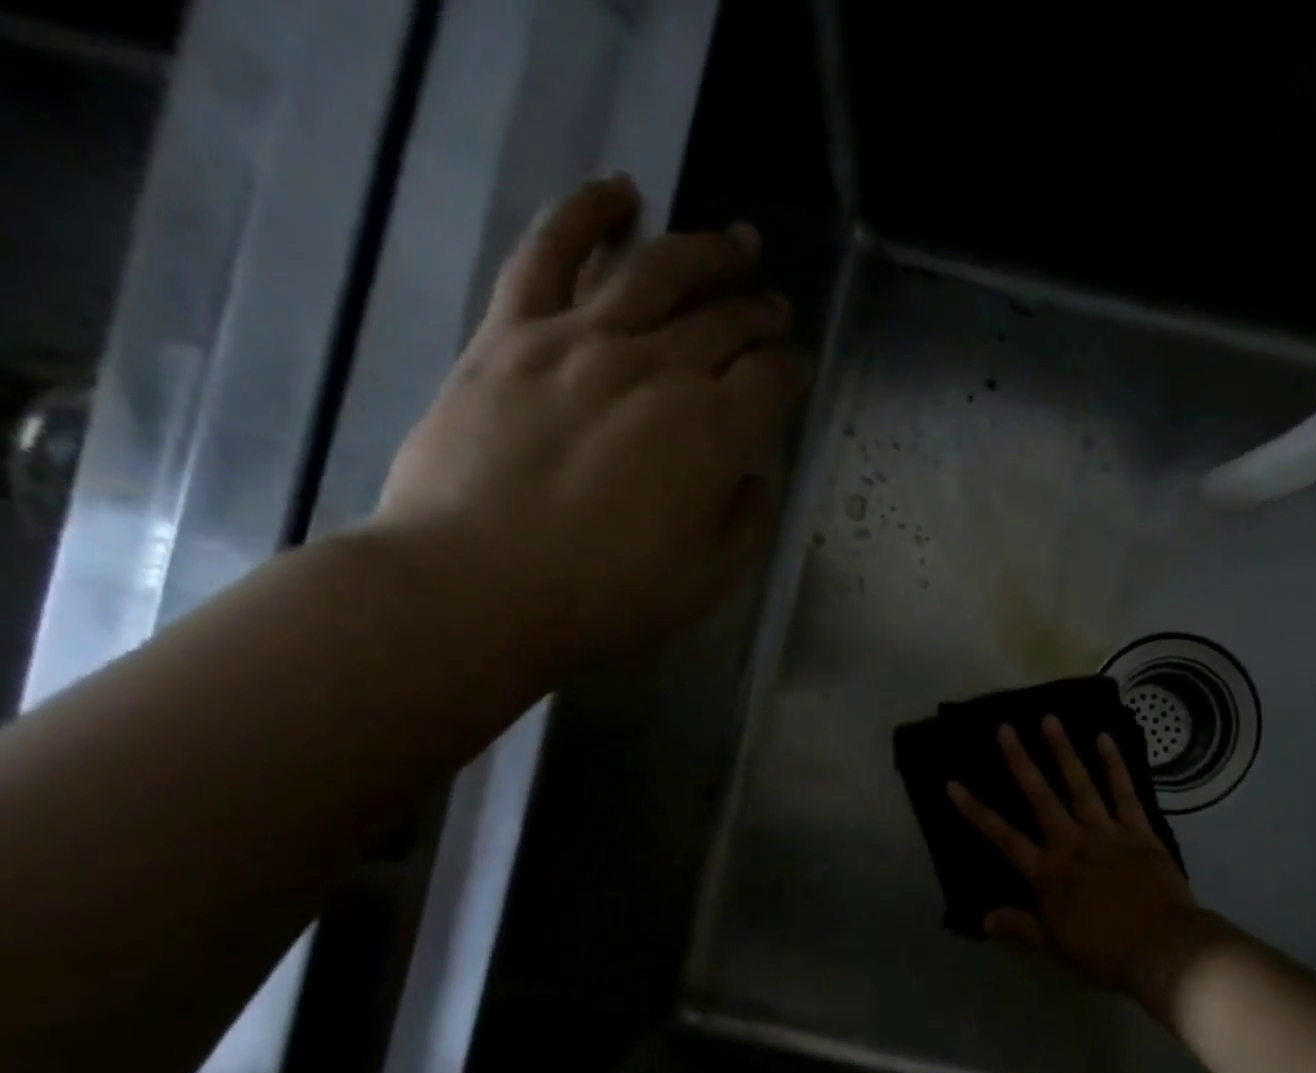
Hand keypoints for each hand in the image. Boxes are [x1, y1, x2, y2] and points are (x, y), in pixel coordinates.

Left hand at [373, 174, 810, 674]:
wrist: (476, 589)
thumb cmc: (607, 598)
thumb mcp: (711, 579)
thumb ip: (747, 519)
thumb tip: (751, 474)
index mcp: (715, 432)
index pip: (772, 378)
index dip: (794, 369)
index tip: (798, 370)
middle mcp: (659, 369)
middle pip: (725, 320)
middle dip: (760, 310)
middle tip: (774, 306)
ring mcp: (581, 340)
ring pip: (658, 271)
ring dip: (706, 251)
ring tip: (735, 241)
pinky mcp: (512, 332)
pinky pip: (551, 251)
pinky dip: (588, 211)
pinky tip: (621, 192)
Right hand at [946, 717, 1225, 1022]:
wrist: (1164, 950)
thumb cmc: (1105, 953)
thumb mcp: (1055, 944)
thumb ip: (1020, 925)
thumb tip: (983, 918)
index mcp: (1048, 873)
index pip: (1003, 837)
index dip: (976, 811)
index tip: (953, 783)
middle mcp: (1072, 844)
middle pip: (1040, 797)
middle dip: (1020, 762)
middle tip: (1005, 728)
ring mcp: (1107, 833)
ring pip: (1080, 785)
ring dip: (1064, 751)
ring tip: (1050, 719)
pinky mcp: (1139, 831)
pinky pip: (1125, 793)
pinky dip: (1115, 766)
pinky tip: (1106, 739)